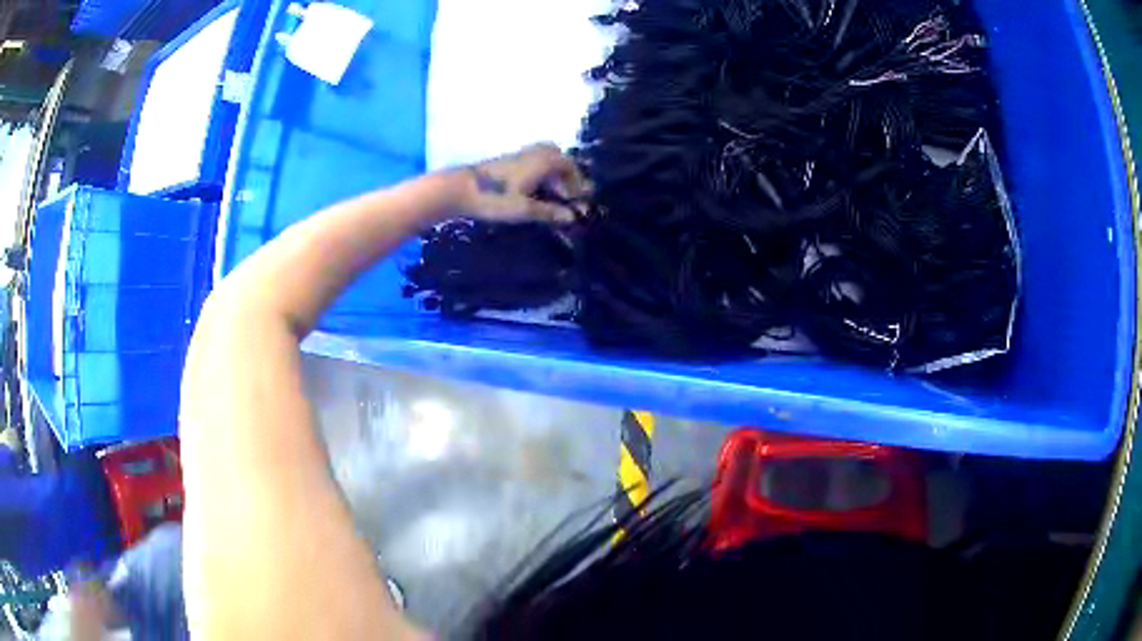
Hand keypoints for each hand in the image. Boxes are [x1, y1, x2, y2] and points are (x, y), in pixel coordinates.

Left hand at [455, 143, 589, 223]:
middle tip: (568, 193)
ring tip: (552, 193)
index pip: (569, 164)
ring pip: (543, 157)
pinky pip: (531, 161)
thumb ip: (549, 212)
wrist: (459, 188)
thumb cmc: (494, 198)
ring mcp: (517, 156)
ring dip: (552, 172)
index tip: (578, 199)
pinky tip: (533, 190)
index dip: (577, 181)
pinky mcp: (505, 162)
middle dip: (566, 173)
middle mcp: (532, 154)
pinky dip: (539, 172)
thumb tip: (572, 217)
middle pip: (557, 156)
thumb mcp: (524, 209)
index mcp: (541, 161)